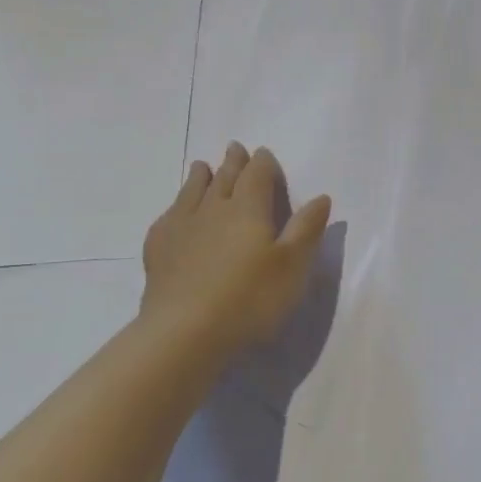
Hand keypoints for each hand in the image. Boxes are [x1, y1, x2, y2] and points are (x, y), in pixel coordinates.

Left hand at [140, 142, 332, 356]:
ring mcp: (182, 227)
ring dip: (201, 176)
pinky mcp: (159, 249)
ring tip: (202, 166)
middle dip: (233, 162)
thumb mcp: (292, 266)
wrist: (184, 332)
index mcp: (248, 208)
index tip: (264, 154)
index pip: (257, 174)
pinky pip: (169, 216)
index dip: (263, 162)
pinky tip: (175, 212)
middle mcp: (213, 208)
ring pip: (193, 191)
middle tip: (235, 148)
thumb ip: (307, 228)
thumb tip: (321, 197)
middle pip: (225, 177)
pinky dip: (176, 206)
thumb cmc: (249, 298)